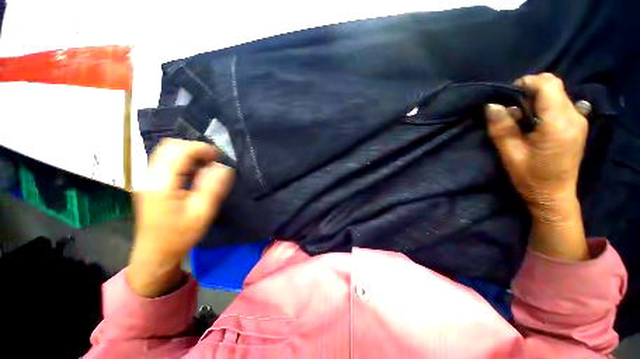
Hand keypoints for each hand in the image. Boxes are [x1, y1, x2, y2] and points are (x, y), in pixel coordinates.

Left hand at [128, 139, 234, 296]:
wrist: (156, 253)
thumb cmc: (179, 235)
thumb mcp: (202, 213)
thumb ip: (213, 187)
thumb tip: (224, 167)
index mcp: (162, 183)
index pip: (180, 151)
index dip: (202, 148)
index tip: (220, 156)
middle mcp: (150, 176)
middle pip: (170, 147)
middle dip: (195, 148)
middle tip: (214, 160)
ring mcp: (148, 179)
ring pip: (167, 153)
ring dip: (190, 154)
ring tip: (207, 165)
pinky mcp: (151, 184)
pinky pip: (167, 162)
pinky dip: (184, 162)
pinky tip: (196, 173)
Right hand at [485, 73, 588, 260]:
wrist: (554, 195)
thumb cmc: (530, 177)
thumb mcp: (510, 154)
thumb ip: (502, 127)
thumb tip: (492, 105)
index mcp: (558, 124)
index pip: (548, 85)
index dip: (527, 83)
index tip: (508, 95)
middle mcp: (574, 117)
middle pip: (554, 86)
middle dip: (531, 89)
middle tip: (512, 107)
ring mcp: (580, 120)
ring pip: (558, 93)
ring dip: (537, 98)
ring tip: (521, 117)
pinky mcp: (578, 125)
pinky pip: (562, 103)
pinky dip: (545, 105)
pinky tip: (534, 122)